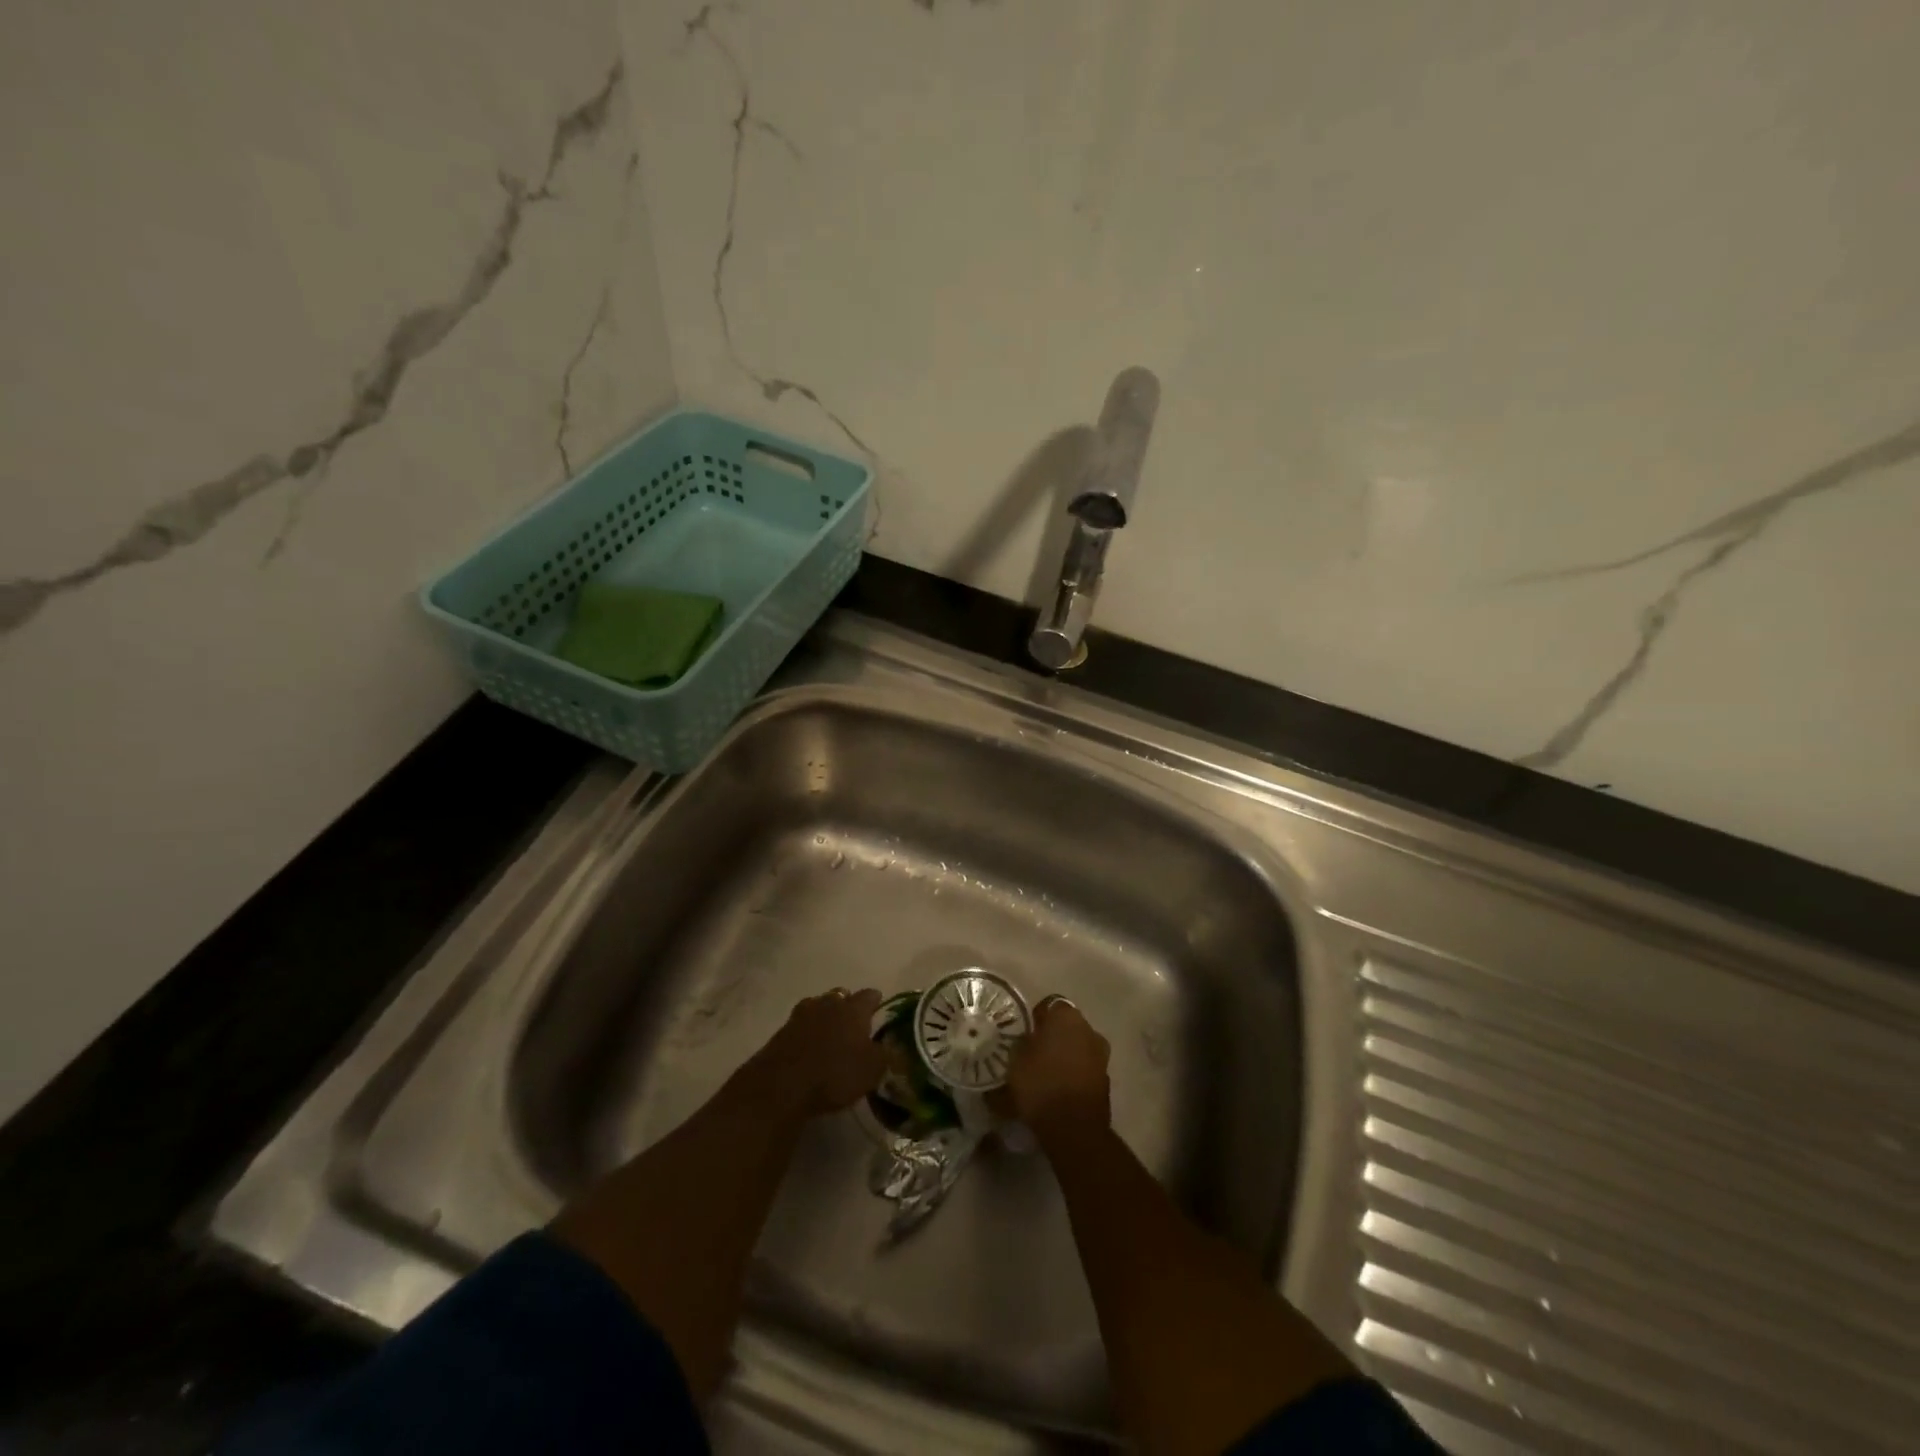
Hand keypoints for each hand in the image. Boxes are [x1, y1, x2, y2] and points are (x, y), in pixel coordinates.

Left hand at [744, 988, 887, 1117]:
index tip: (879, 1011)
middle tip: (854, 1024)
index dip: (876, 1002)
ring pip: (818, 1006)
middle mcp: (828, 1003)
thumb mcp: (872, 1070)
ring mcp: (801, 1015)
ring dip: (825, 1015)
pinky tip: (809, 1047)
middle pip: (842, 996)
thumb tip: (896, 1047)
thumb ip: (886, 1055)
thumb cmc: (835, 1074)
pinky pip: (800, 1025)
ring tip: (830, 1033)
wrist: (782, 1086)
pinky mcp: (781, 1031)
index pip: (870, 995)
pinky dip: (807, 1032)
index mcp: (854, 1008)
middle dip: (848, 1006)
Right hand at [995, 996, 1110, 1140]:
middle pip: (1067, 1026)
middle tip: (1034, 1052)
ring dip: (1065, 1055)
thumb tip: (1023, 1041)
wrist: (1074, 1128)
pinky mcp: (1106, 1079)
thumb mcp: (1015, 1061)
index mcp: (1066, 1016)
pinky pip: (1085, 1068)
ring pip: (1078, 1047)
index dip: (1036, 1018)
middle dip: (1053, 1036)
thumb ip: (1020, 1044)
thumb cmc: (1041, 1084)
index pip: (1049, 1005)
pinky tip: (1059, 1088)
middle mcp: (1088, 1028)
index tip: (1024, 1033)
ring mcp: (1101, 1054)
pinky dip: (1074, 1073)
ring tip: (1046, 1073)